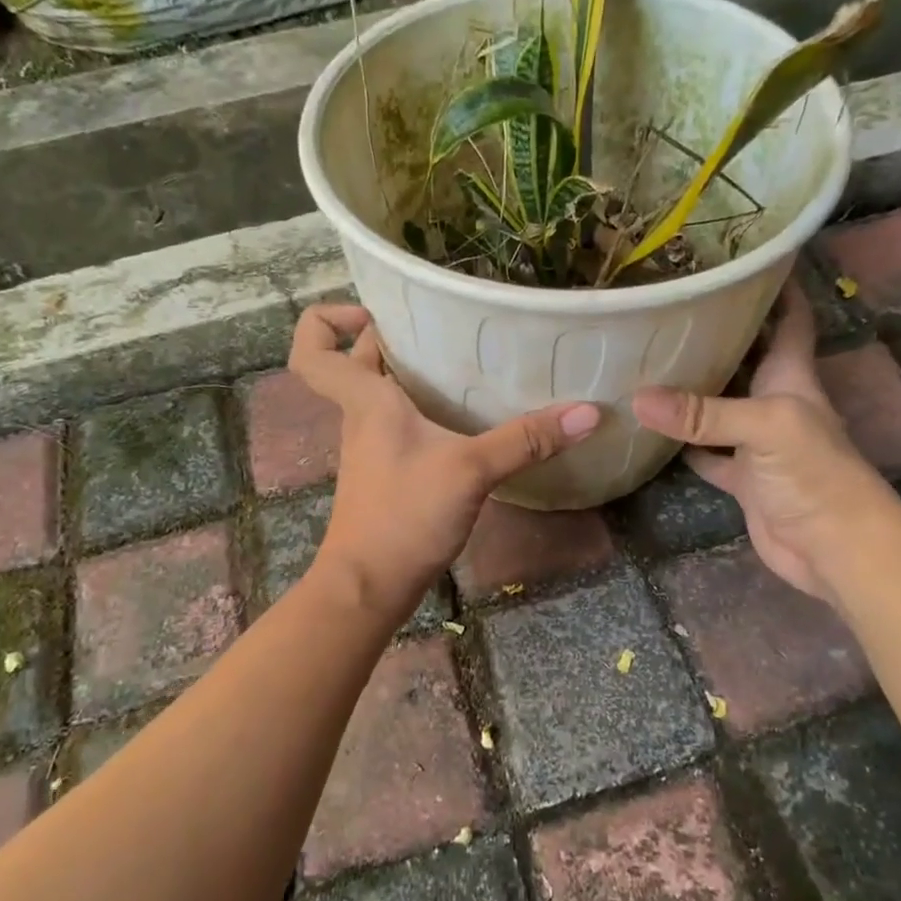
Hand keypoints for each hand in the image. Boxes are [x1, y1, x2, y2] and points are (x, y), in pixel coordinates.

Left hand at [291, 306, 600, 614]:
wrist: (369, 587)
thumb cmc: (404, 516)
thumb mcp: (470, 470)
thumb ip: (525, 440)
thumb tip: (588, 412)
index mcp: (365, 401)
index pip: (312, 349)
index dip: (327, 320)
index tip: (372, 312)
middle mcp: (361, 417)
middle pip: (359, 362)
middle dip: (392, 337)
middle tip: (444, 325)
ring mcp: (372, 448)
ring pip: (381, 394)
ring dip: (412, 374)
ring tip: (465, 360)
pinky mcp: (389, 473)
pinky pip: (400, 425)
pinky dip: (425, 411)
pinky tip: (466, 417)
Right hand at [631, 279, 893, 603]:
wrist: (834, 548)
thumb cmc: (816, 474)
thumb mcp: (764, 428)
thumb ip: (702, 413)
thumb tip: (637, 397)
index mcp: (792, 376)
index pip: (789, 316)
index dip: (775, 284)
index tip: (741, 256)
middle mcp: (774, 400)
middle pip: (745, 356)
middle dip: (716, 332)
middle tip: (668, 306)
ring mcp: (756, 440)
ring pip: (719, 403)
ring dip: (691, 387)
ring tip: (647, 357)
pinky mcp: (742, 477)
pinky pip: (704, 452)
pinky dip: (681, 443)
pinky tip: (648, 428)